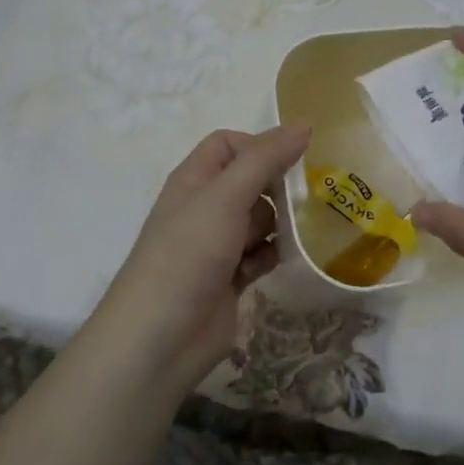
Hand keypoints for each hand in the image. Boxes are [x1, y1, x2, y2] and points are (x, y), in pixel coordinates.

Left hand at [88, 125, 309, 393]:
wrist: (159, 340)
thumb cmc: (188, 255)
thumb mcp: (226, 197)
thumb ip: (265, 158)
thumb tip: (305, 124)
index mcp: (195, 179)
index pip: (230, 143)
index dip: (259, 146)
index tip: (289, 162)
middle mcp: (206, 206)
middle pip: (251, 180)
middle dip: (276, 189)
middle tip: (300, 201)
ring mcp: (217, 244)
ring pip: (261, 218)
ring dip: (277, 226)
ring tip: (287, 237)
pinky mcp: (231, 277)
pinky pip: (261, 253)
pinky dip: (270, 256)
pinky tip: (272, 266)